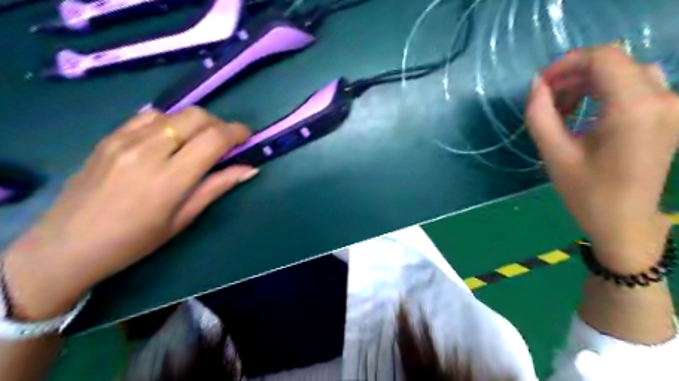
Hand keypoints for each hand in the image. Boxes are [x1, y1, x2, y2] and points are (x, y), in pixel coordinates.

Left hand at [3, 107, 256, 320]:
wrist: (68, 245)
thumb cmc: (135, 241)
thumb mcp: (183, 219)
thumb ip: (217, 187)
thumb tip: (250, 169)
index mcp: (169, 178)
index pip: (213, 139)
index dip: (237, 132)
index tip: (247, 138)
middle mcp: (147, 151)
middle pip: (196, 116)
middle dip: (219, 124)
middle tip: (225, 142)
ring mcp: (124, 140)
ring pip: (174, 112)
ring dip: (195, 123)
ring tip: (198, 142)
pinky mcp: (109, 137)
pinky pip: (148, 116)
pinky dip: (169, 121)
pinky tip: (170, 138)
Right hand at [524, 47, 678, 272]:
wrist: (625, 222)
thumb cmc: (586, 193)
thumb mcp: (554, 154)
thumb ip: (540, 115)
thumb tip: (536, 85)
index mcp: (634, 108)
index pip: (604, 57)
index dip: (567, 63)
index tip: (541, 85)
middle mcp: (663, 98)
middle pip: (614, 63)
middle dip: (574, 76)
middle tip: (547, 102)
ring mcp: (673, 106)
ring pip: (625, 72)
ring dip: (589, 84)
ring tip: (564, 110)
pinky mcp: (671, 115)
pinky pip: (637, 86)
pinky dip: (606, 91)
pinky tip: (586, 113)